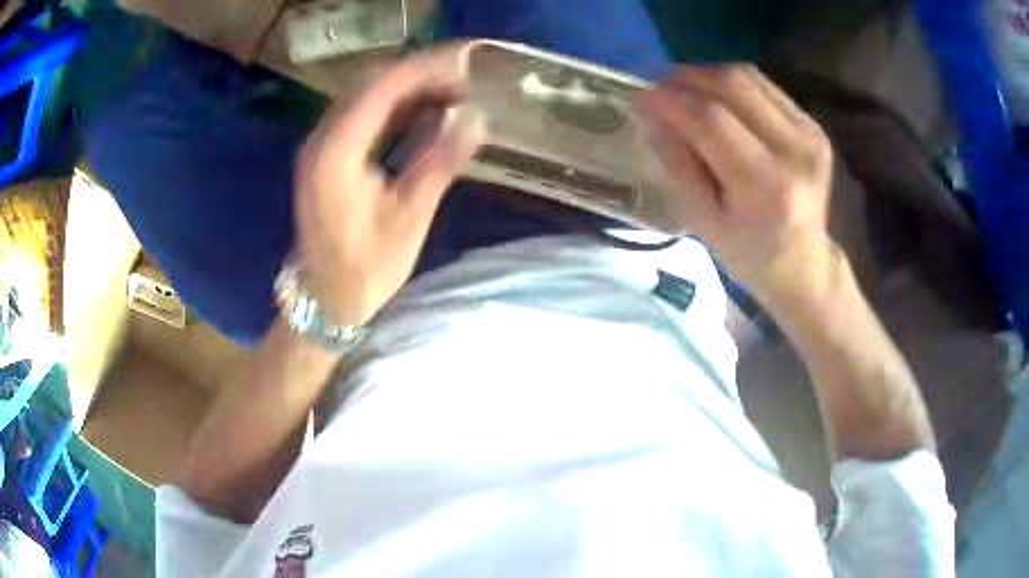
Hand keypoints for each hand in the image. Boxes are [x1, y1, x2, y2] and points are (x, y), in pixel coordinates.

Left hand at [294, 46, 484, 325]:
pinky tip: (424, 111)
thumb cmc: (365, 270)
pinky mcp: (326, 155)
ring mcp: (320, 146)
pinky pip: (361, 114)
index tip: (465, 61)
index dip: (423, 69)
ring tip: (453, 90)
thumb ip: (439, 162)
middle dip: (419, 73)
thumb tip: (476, 118)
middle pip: (370, 85)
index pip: (380, 89)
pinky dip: (394, 106)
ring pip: (365, 96)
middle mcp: (321, 141)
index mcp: (335, 155)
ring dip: (408, 87)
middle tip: (465, 76)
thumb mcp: (409, 219)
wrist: (326, 299)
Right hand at [636, 64, 833, 294]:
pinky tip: (717, 98)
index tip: (641, 96)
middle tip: (660, 87)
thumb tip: (649, 112)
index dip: (671, 99)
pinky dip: (732, 84)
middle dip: (687, 78)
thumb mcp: (703, 221)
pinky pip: (764, 86)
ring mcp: (809, 134)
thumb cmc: (749, 253)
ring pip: (748, 77)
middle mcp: (794, 150)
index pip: (712, 119)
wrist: (803, 262)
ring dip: (708, 75)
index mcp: (767, 186)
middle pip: (732, 85)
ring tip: (684, 89)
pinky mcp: (812, 125)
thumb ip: (677, 163)